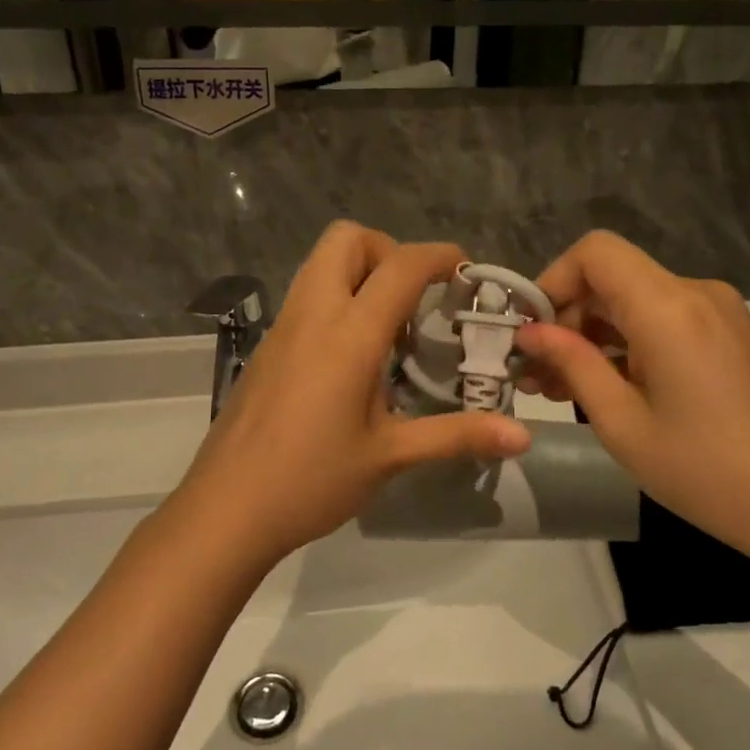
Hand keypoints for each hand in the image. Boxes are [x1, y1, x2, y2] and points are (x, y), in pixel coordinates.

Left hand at [173, 222, 531, 568]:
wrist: (225, 510)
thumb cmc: (312, 480)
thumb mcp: (391, 456)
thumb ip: (458, 435)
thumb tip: (523, 437)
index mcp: (349, 334)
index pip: (400, 266)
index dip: (440, 257)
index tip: (467, 274)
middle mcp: (312, 314)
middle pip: (347, 239)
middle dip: (389, 251)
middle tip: (415, 300)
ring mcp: (283, 327)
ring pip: (320, 262)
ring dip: (361, 273)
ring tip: (389, 330)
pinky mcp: (267, 346)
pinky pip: (307, 295)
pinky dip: (337, 299)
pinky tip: (353, 359)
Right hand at [517, 231, 749, 549]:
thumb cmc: (703, 470)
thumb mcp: (621, 422)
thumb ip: (572, 364)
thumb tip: (530, 333)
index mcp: (668, 308)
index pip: (595, 252)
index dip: (554, 280)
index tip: (532, 331)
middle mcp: (695, 293)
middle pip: (612, 276)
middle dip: (568, 316)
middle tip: (536, 372)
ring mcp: (717, 311)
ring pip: (634, 298)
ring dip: (594, 333)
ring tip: (560, 387)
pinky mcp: (726, 332)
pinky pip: (661, 318)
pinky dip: (627, 342)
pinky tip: (606, 385)